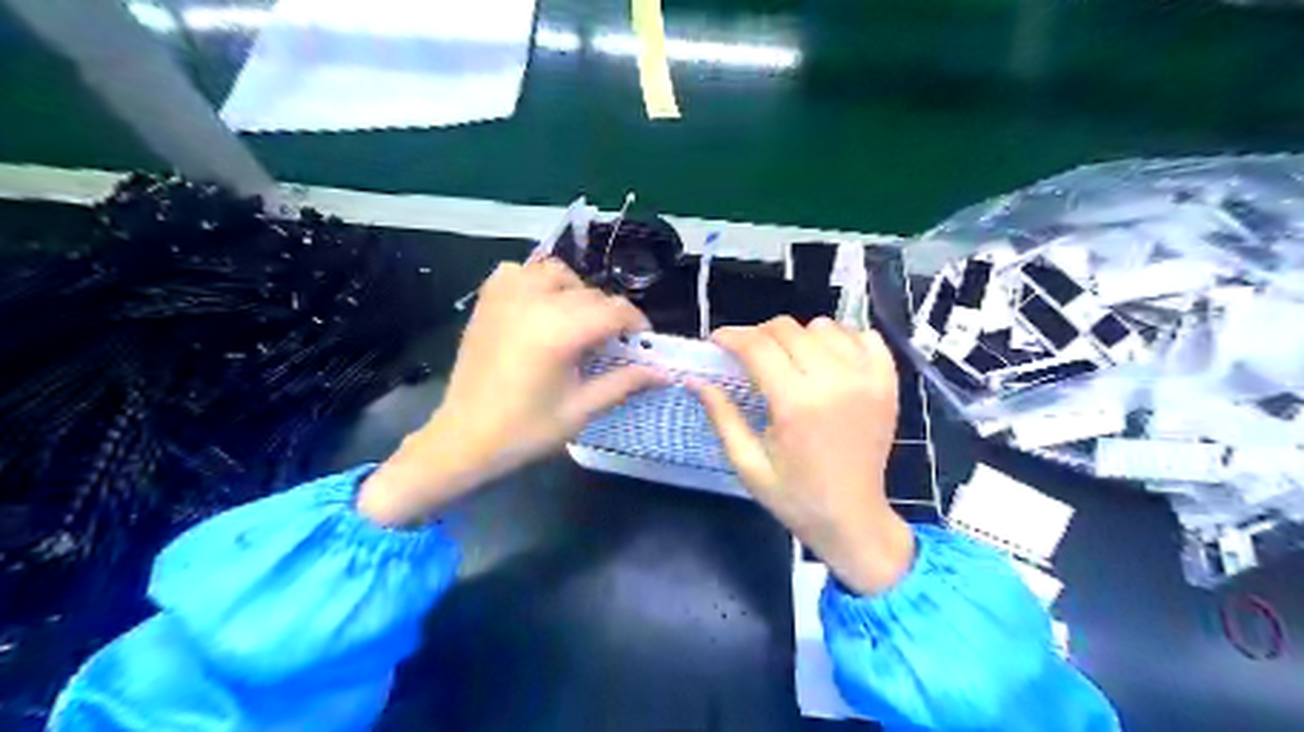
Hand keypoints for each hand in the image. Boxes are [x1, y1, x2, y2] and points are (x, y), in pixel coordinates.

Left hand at [356, 261, 663, 526]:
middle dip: (608, 315)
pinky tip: (539, 307)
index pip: (614, 310)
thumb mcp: (582, 410)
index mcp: (559, 331)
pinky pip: (520, 271)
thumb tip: (664, 372)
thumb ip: (624, 383)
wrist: (464, 437)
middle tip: (609, 345)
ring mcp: (506, 296)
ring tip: (575, 322)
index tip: (642, 342)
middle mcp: (534, 302)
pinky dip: (536, 282)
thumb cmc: (525, 429)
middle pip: (590, 293)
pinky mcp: (487, 299)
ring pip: (557, 272)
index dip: (636, 323)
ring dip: (575, 292)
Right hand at [697, 316, 907, 594]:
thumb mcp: (747, 463)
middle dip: (759, 335)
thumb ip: (721, 416)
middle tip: (749, 356)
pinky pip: (863, 336)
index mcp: (796, 404)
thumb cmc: (794, 496)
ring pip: (823, 326)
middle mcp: (834, 381)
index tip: (718, 341)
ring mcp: (867, 378)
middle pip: (788, 329)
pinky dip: (841, 340)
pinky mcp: (887, 382)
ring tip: (789, 361)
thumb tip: (694, 380)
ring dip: (799, 337)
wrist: (853, 518)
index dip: (731, 336)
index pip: (757, 347)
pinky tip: (828, 361)